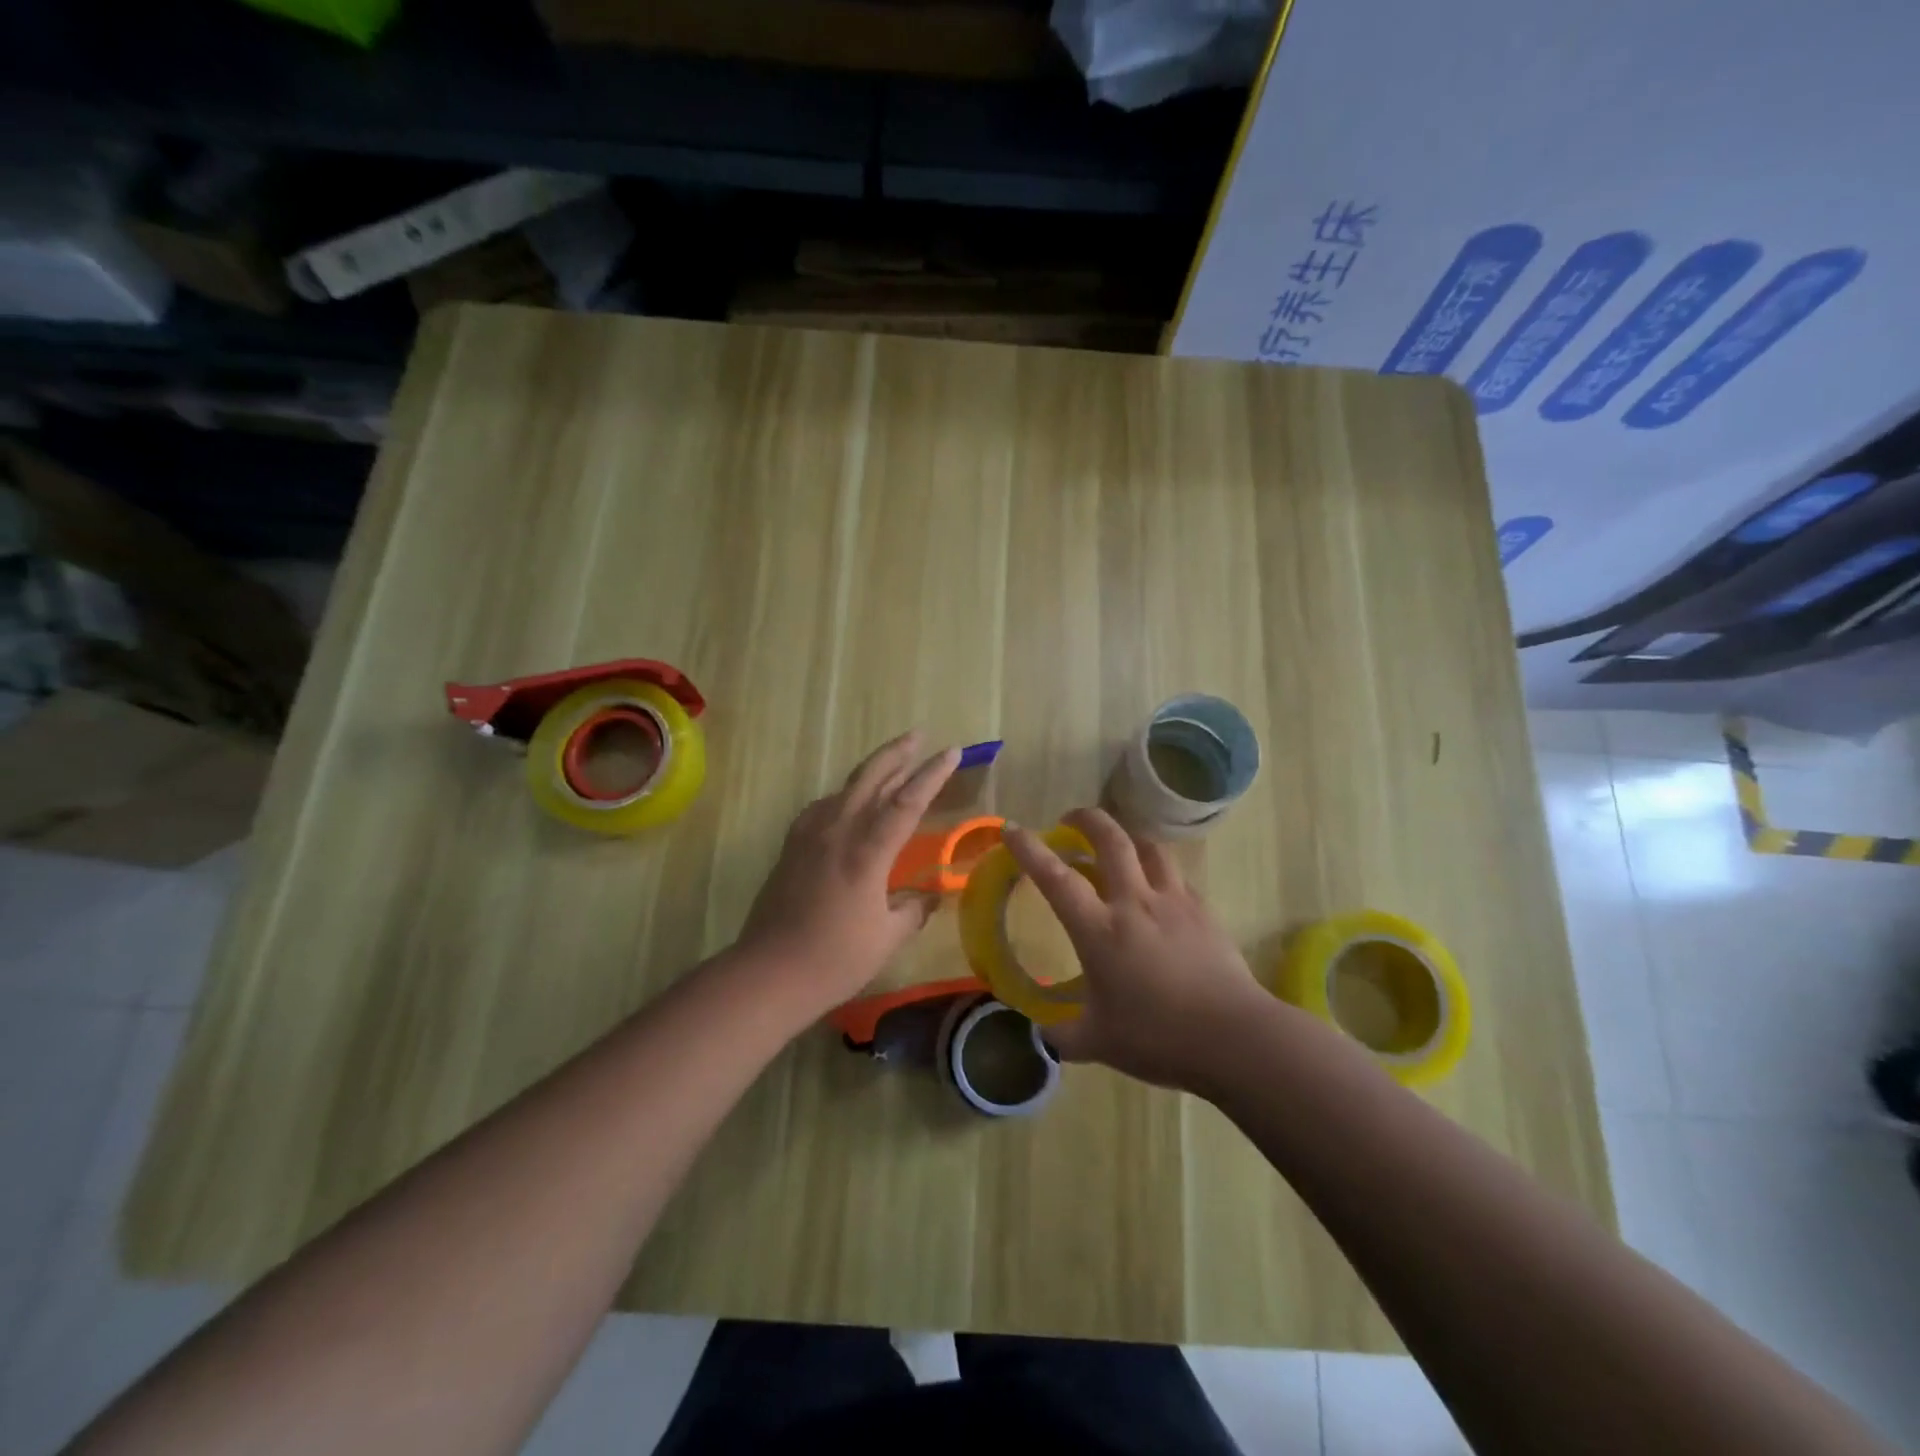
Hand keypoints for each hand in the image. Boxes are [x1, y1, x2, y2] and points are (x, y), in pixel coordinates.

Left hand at [737, 733, 959, 1014]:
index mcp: (867, 851)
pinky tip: (847, 802)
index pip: (907, 801)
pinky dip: (844, 795)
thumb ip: (912, 910)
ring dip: (871, 771)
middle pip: (871, 778)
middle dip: (897, 753)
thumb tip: (928, 896)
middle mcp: (838, 831)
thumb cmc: (835, 958)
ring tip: (891, 763)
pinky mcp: (792, 846)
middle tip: (918, 735)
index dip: (932, 774)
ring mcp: (810, 835)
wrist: (769, 972)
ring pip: (845, 788)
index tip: (952, 751)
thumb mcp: (887, 937)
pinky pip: (823, 807)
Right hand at [1003, 807, 1269, 1092]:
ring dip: (1127, 837)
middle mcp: (1134, 903)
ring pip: (1148, 848)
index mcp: (1100, 930)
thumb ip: (1065, 1036)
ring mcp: (1173, 902)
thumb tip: (1044, 1035)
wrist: (1234, 1037)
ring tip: (1118, 845)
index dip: (1030, 850)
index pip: (1056, 878)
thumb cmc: (1158, 1037)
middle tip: (1071, 819)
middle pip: (1110, 840)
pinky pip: (1175, 876)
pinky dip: (1158, 871)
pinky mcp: (1203, 911)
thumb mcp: (1099, 1042)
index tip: (1012, 830)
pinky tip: (1157, 890)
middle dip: (1087, 819)